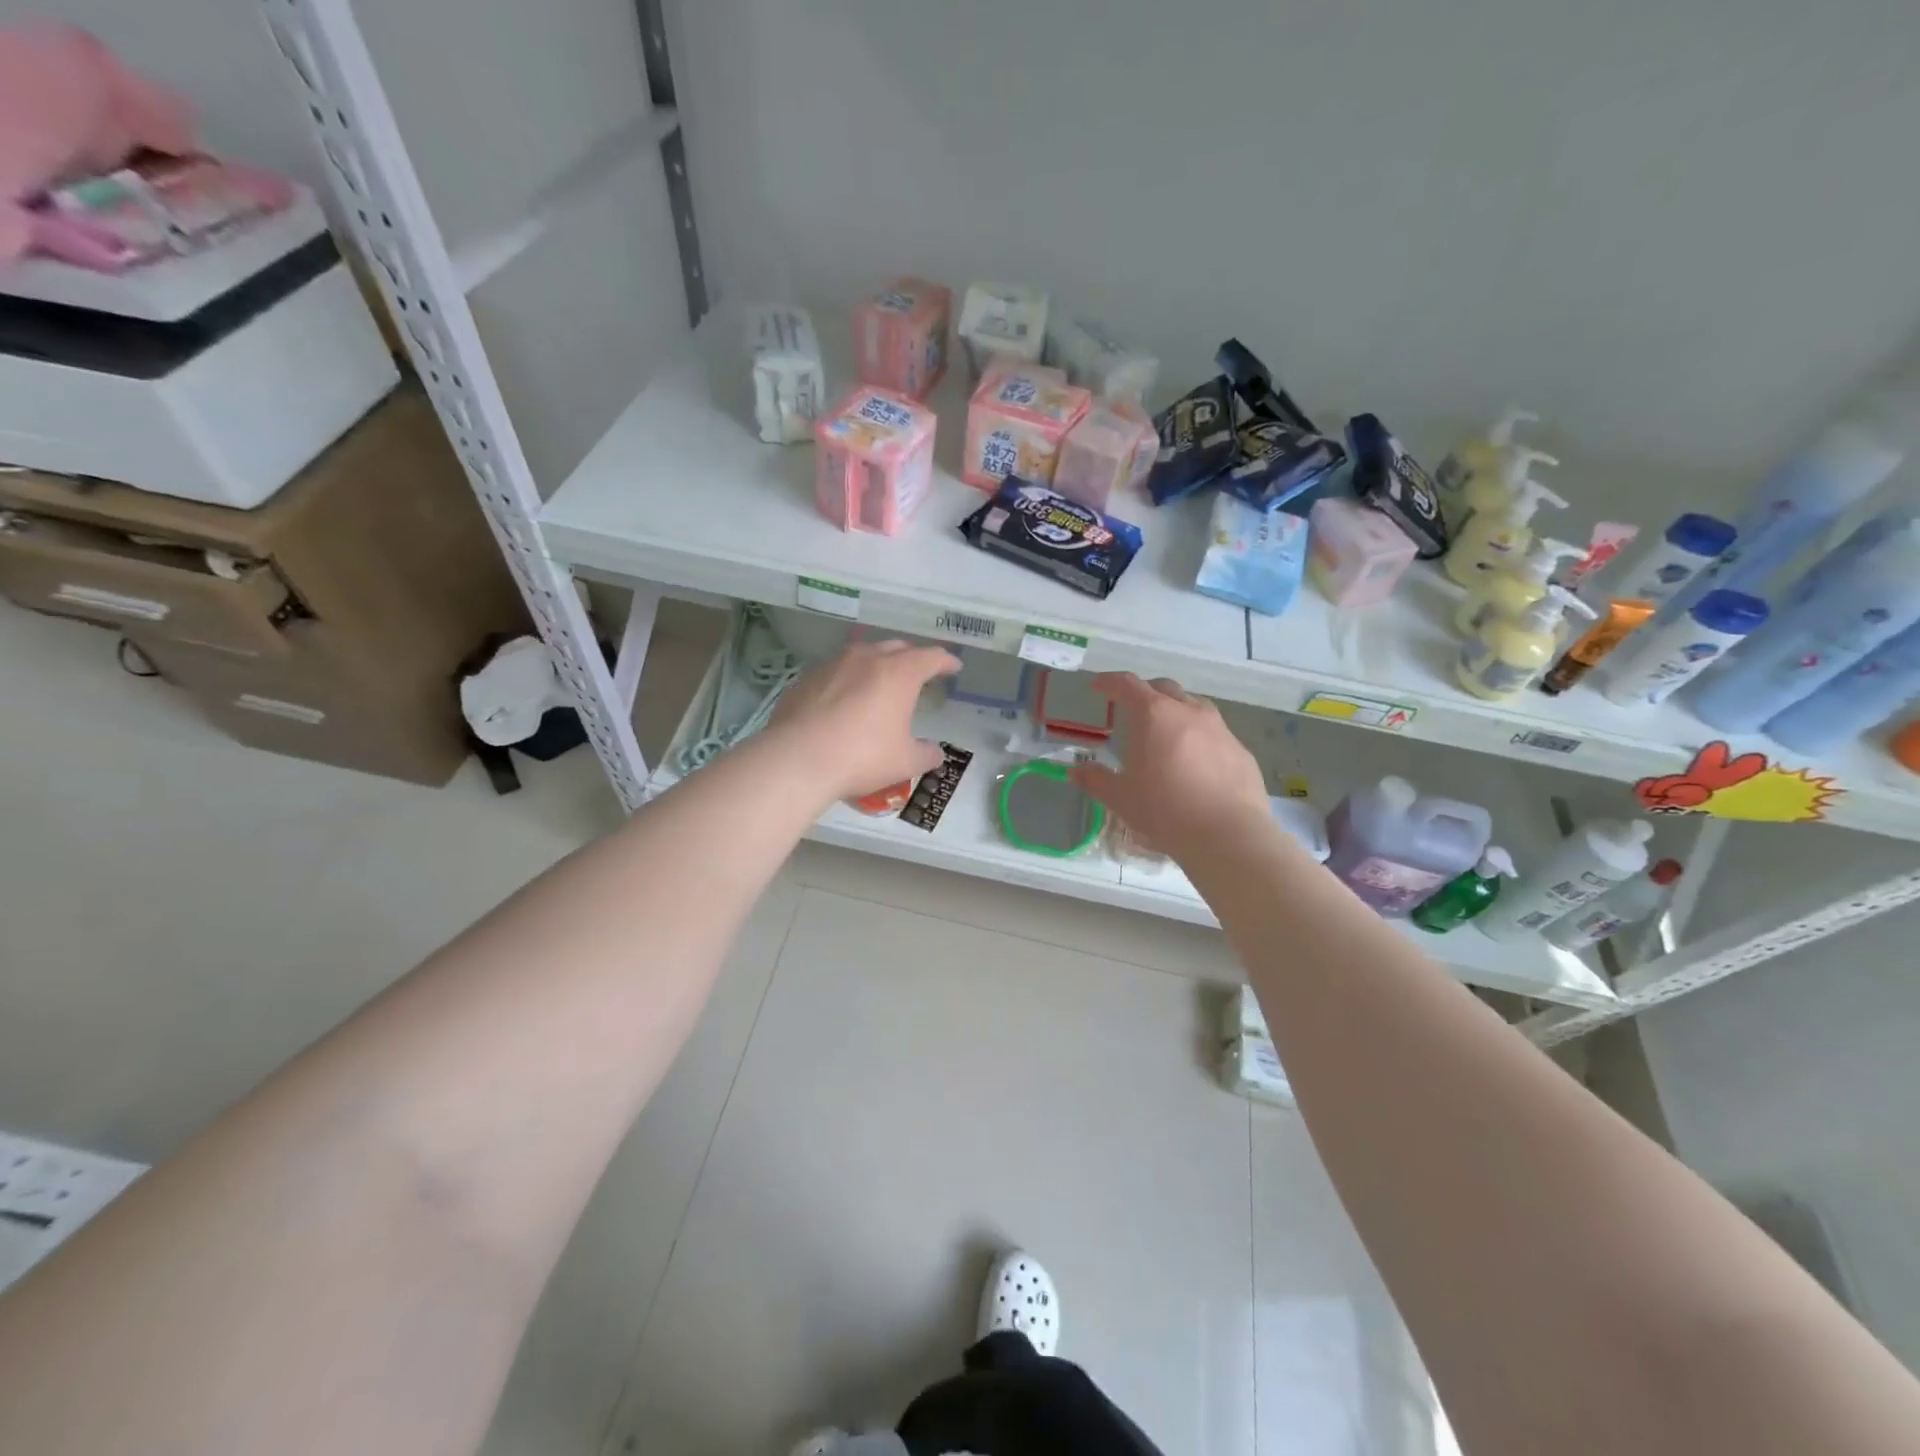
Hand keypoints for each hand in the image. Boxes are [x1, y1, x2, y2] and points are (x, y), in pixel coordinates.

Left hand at [771, 640, 960, 802]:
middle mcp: (867, 658)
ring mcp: (833, 665)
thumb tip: (935, 752)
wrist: (797, 759)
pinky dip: (848, 679)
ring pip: (863, 654)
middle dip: (912, 657)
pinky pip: (836, 671)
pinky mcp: (806, 678)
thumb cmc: (862, 756)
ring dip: (878, 663)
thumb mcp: (905, 762)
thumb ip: (926, 754)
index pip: (930, 657)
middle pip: (897, 647)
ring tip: (881, 681)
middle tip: (920, 671)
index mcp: (899, 673)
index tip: (953, 667)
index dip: (945, 661)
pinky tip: (845, 698)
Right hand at [1070, 673, 1271, 860]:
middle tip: (1132, 708)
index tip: (1098, 686)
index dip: (1110, 682)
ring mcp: (1221, 730)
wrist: (1228, 835)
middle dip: (1145, 692)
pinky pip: (1215, 735)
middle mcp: (1189, 712)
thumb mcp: (1120, 798)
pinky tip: (1195, 764)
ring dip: (1176, 712)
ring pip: (1194, 707)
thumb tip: (1076, 771)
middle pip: (1164, 688)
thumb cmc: (1165, 810)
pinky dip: (1200, 739)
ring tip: (1166, 734)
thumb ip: (1096, 780)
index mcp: (1154, 715)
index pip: (1127, 685)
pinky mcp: (1241, 751)